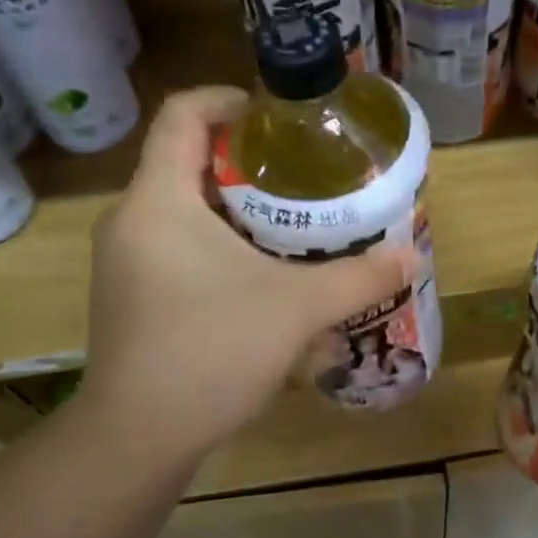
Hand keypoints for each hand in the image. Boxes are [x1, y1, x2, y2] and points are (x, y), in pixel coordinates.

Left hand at [76, 87, 412, 465]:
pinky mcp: (131, 296)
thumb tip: (411, 256)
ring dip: (238, 210)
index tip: (280, 118)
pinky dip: (220, 246)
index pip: (182, 114)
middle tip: (305, 176)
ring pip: (185, 210)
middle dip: (249, 162)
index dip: (230, 99)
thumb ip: (358, 278)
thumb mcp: (297, 309)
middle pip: (188, 161)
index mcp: (159, 200)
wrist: (137, 438)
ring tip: (294, 224)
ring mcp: (126, 261)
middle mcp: (131, 220)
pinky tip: (263, 278)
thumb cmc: (211, 352)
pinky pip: (177, 247)